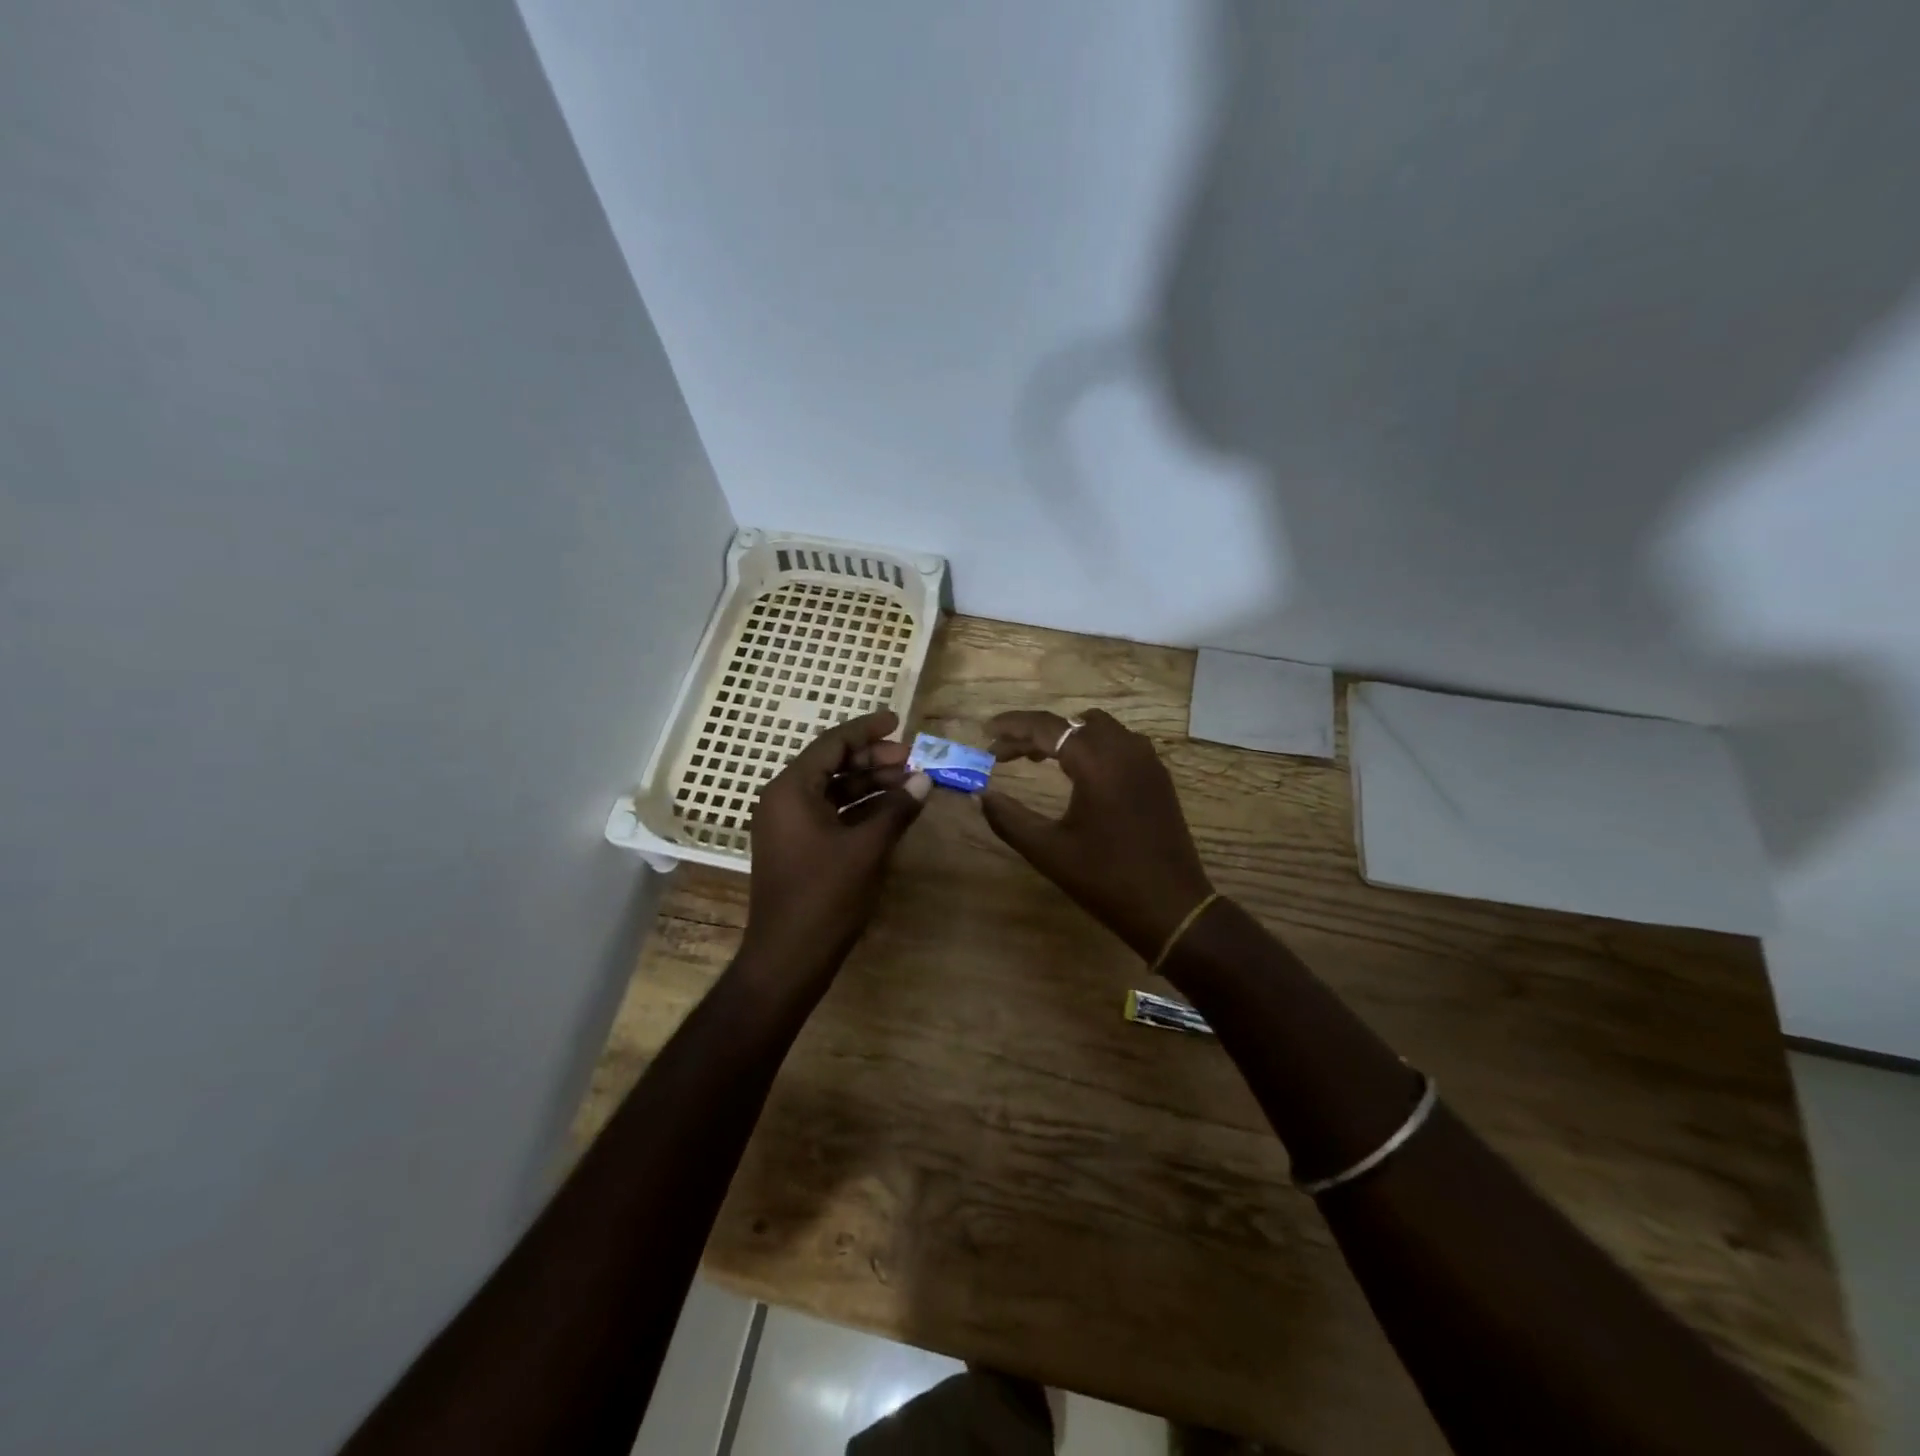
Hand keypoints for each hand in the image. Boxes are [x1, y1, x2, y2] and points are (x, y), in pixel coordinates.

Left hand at [743, 710, 931, 982]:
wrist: (788, 957)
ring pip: (833, 789)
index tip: (898, 721)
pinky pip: (831, 813)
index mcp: (791, 790)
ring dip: (870, 783)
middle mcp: (784, 799)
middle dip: (873, 759)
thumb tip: (925, 778)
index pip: (832, 744)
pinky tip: (892, 809)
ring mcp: (789, 825)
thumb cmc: (825, 897)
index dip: (867, 730)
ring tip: (909, 781)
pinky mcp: (798, 846)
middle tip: (912, 758)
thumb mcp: (867, 848)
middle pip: (832, 764)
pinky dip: (860, 808)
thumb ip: (896, 809)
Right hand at [980, 709, 1213, 958]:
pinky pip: (1120, 744)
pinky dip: (1092, 747)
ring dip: (1066, 736)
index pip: (1045, 727)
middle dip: (1035, 733)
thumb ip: (1009, 818)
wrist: (1172, 908)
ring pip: (1098, 729)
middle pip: (1071, 723)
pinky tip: (1078, 774)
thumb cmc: (1105, 879)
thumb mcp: (1048, 851)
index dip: (1012, 726)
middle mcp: (1125, 749)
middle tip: (1005, 754)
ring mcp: (1147, 761)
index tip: (985, 732)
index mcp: (1096, 761)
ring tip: (1037, 759)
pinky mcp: (1158, 777)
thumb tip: (981, 795)